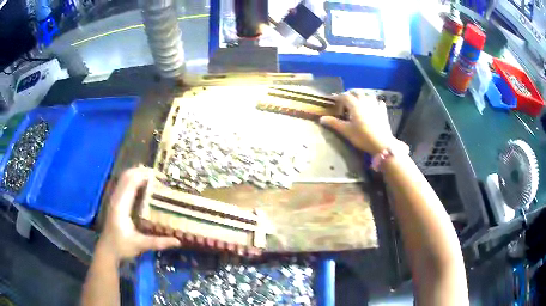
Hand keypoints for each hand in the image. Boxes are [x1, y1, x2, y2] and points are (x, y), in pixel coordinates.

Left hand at [98, 167, 180, 259]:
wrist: (107, 250)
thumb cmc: (122, 247)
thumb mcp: (140, 245)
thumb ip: (158, 242)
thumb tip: (177, 241)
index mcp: (121, 206)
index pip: (131, 182)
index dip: (144, 175)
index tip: (159, 175)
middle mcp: (116, 198)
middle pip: (127, 175)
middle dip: (142, 171)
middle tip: (159, 175)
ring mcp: (114, 198)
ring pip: (124, 178)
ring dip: (137, 174)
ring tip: (153, 177)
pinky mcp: (115, 201)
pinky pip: (124, 184)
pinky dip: (133, 180)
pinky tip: (143, 185)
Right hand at [320, 90, 398, 154]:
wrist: (382, 144)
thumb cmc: (362, 137)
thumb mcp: (346, 131)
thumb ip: (334, 123)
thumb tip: (321, 118)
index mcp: (355, 105)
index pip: (344, 96)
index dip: (338, 97)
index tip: (332, 100)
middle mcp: (365, 101)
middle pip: (356, 93)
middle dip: (350, 95)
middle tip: (345, 101)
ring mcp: (376, 105)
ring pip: (368, 95)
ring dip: (362, 96)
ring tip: (359, 101)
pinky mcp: (383, 111)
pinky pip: (379, 102)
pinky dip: (374, 102)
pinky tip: (373, 106)